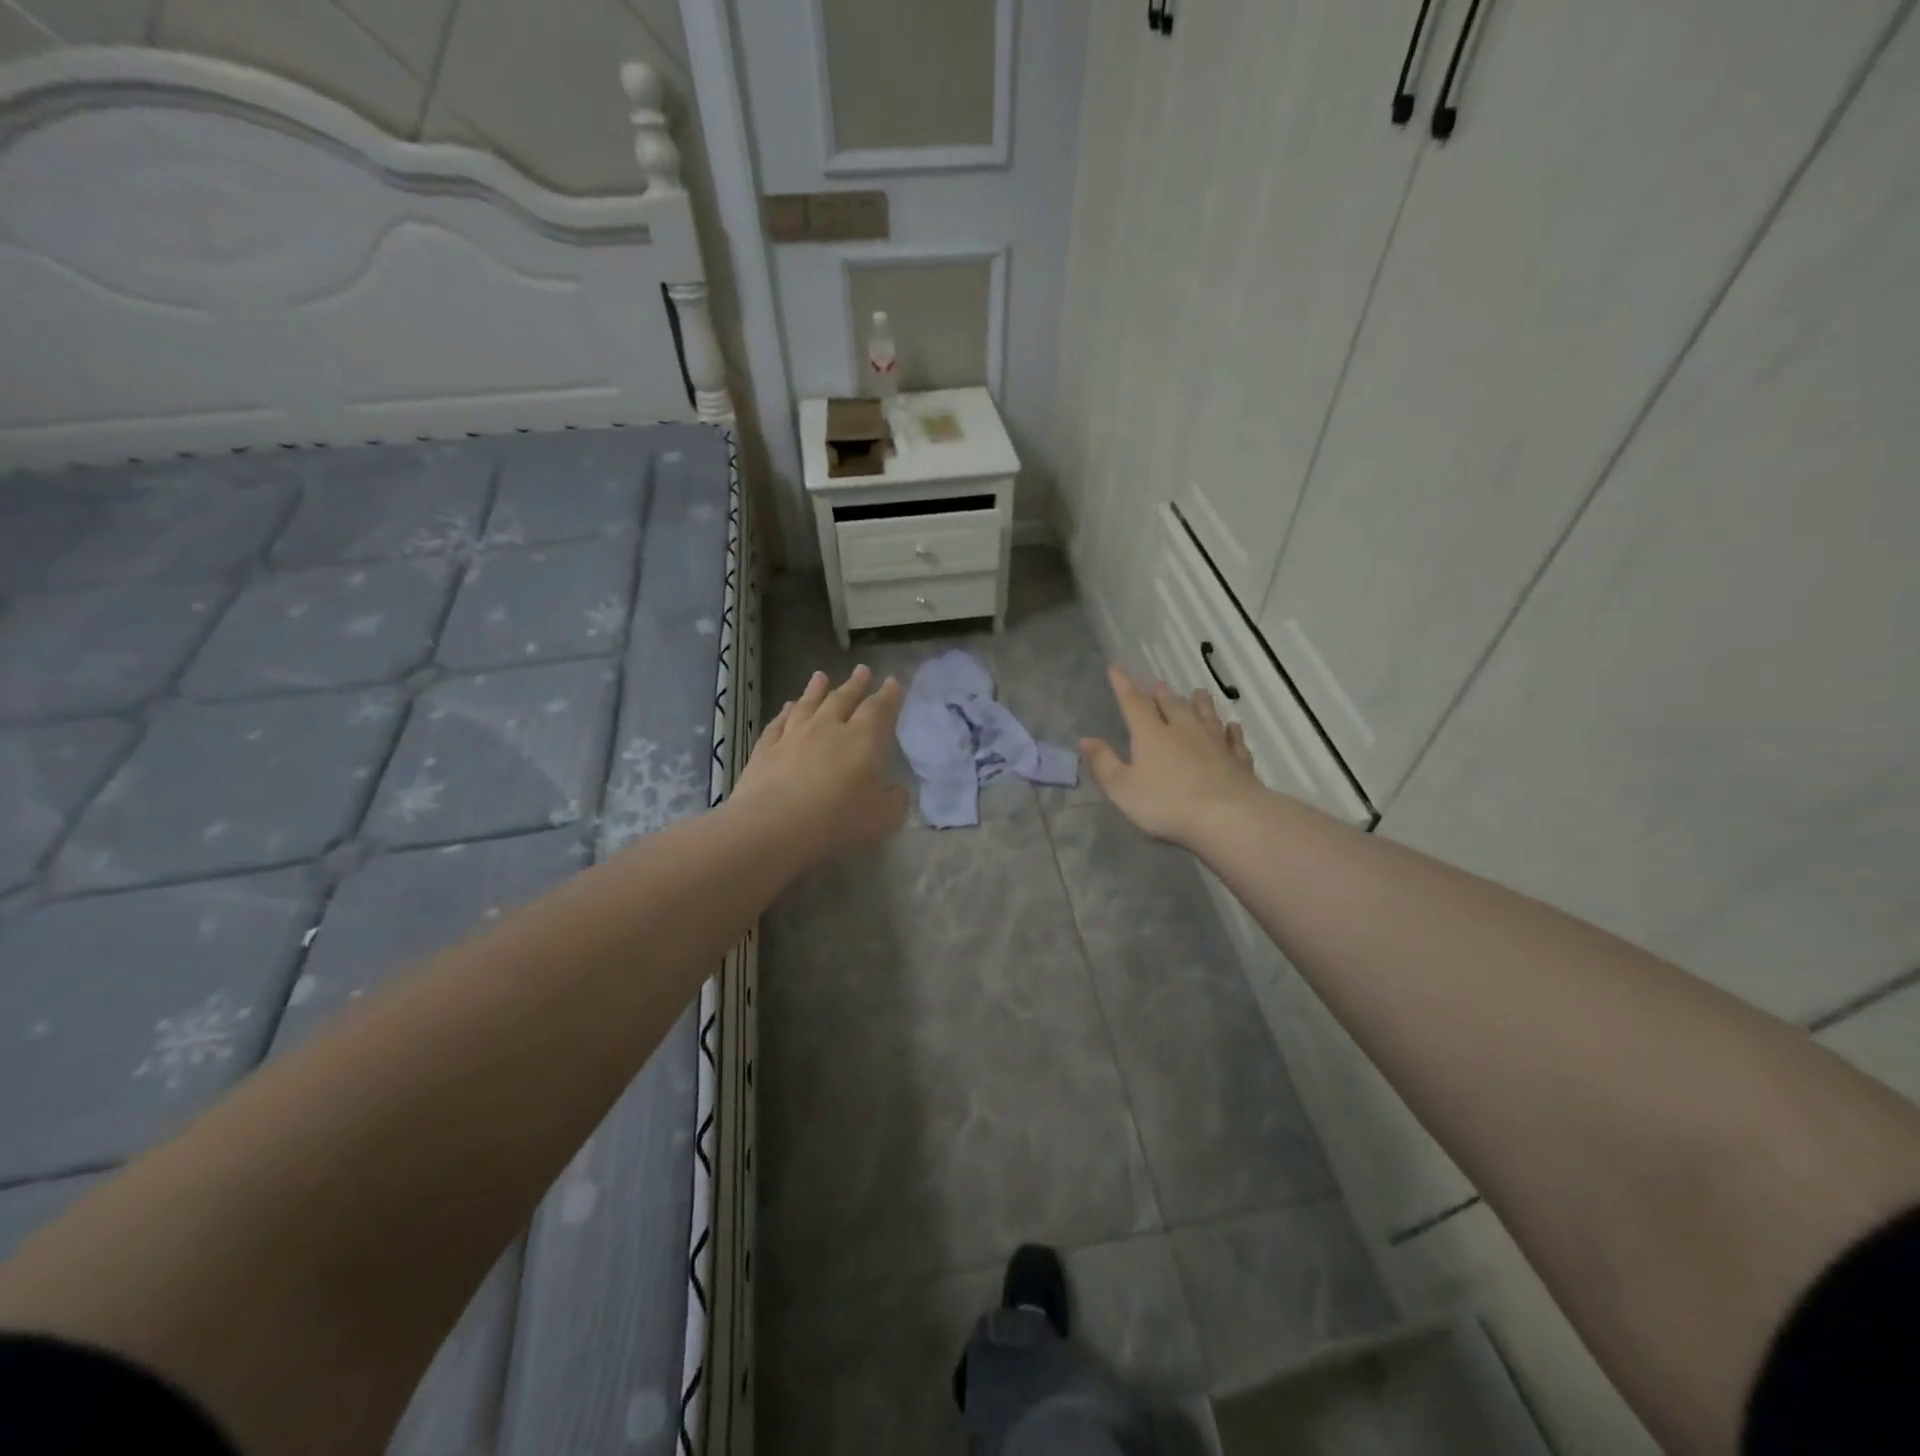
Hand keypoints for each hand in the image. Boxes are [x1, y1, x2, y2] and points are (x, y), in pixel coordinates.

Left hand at [732, 665, 908, 859]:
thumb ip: (895, 800)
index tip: (893, 683)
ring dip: (816, 689)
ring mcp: (793, 736)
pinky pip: (778, 723)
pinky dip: (785, 712)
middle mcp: (828, 728)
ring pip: (807, 704)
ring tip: (820, 676)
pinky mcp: (765, 750)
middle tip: (862, 670)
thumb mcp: (884, 818)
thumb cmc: (836, 821)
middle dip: (855, 684)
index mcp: (862, 739)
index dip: (889, 696)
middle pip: (843, 699)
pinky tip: (787, 707)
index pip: (879, 709)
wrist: (772, 827)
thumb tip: (895, 790)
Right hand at [1082, 666, 1261, 846]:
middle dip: (1162, 694)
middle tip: (1158, 683)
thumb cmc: (1167, 803)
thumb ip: (1104, 763)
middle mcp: (1183, 730)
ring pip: (1206, 715)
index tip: (1116, 668)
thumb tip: (1086, 739)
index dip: (1123, 684)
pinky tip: (1233, 726)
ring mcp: (1215, 743)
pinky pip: (1233, 739)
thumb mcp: (1122, 788)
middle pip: (1172, 705)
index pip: (1134, 702)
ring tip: (1198, 692)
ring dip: (1200, 703)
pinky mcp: (1237, 760)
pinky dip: (1231, 731)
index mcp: (1151, 734)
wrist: (1227, 816)